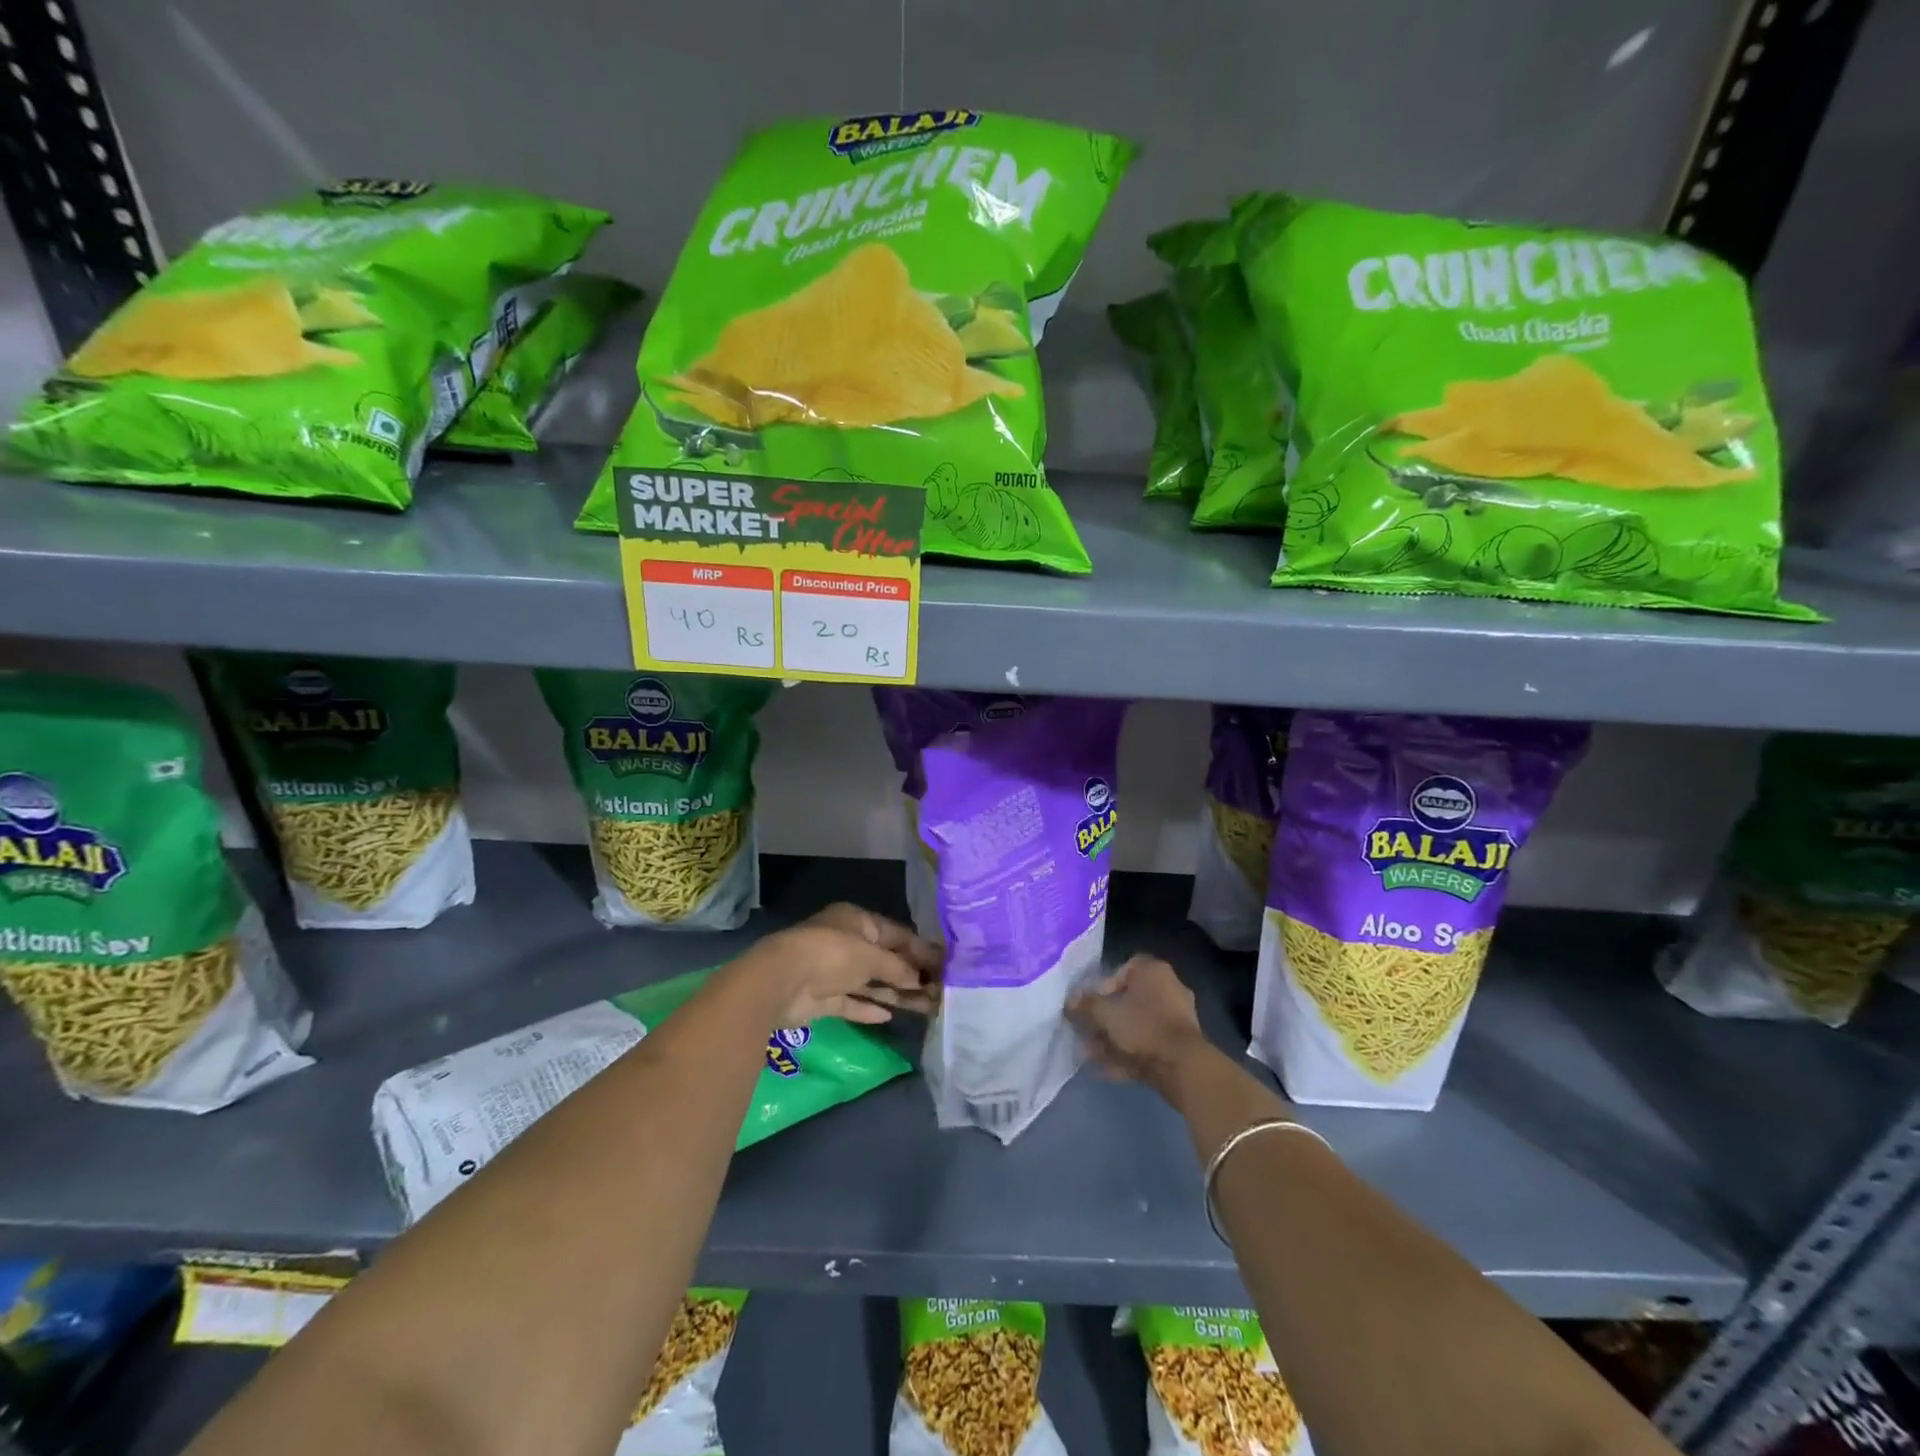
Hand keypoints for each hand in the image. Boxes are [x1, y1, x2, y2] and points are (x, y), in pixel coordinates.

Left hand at [735, 903, 940, 1029]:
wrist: (782, 981)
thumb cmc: (833, 954)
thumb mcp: (872, 955)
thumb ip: (898, 968)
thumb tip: (920, 979)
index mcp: (858, 921)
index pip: (897, 934)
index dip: (921, 950)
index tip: (945, 966)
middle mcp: (847, 943)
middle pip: (886, 960)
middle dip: (912, 975)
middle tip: (940, 992)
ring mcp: (834, 971)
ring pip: (872, 982)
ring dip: (896, 994)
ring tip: (926, 1008)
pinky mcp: (823, 998)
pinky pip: (852, 1001)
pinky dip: (869, 1007)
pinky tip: (889, 1016)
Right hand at [1067, 954, 1211, 1096]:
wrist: (1183, 1067)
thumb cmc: (1143, 1027)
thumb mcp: (1105, 1013)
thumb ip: (1085, 1005)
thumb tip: (1070, 1001)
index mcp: (1154, 972)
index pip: (1125, 968)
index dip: (1104, 984)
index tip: (1092, 1002)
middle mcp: (1168, 989)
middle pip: (1129, 1000)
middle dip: (1104, 1018)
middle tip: (1085, 1032)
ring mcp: (1176, 1019)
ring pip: (1136, 1026)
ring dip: (1111, 1040)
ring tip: (1089, 1055)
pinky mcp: (1178, 1046)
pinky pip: (1146, 1045)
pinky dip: (1126, 1055)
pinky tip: (1104, 1071)